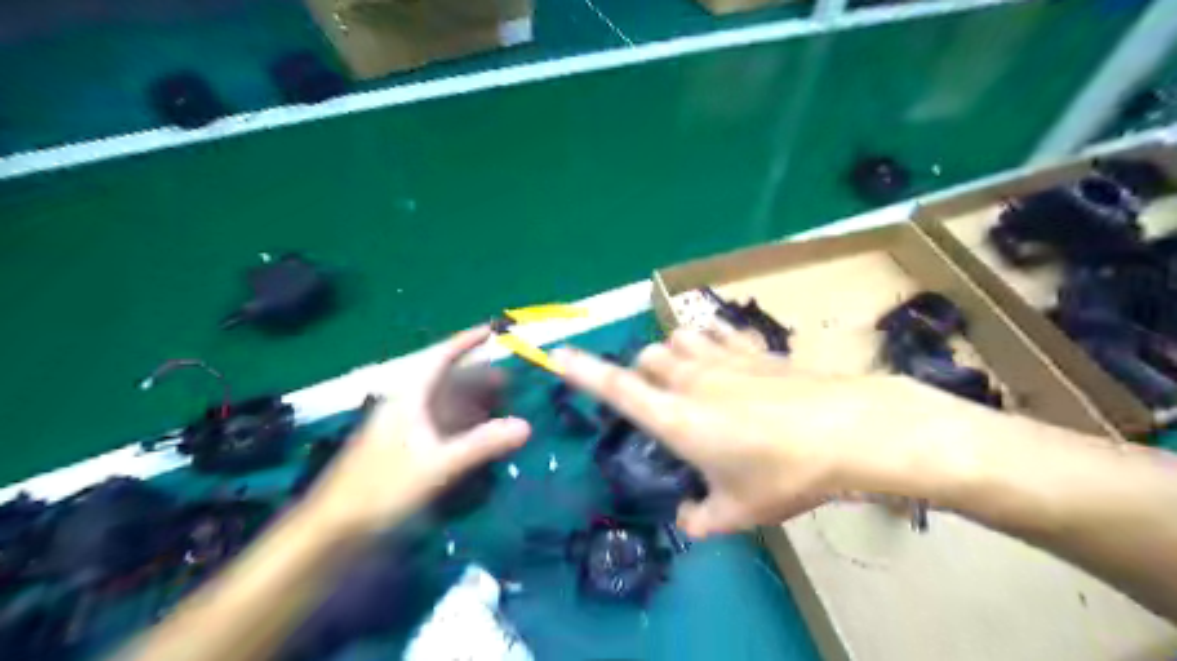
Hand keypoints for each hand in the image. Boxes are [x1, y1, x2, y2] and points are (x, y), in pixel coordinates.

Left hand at [304, 325, 532, 537]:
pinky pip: (440, 425)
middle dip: (477, 376)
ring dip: (472, 401)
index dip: (465, 342)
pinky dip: (462, 424)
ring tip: (500, 403)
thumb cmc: (383, 488)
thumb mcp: (438, 465)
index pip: (440, 358)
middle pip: (445, 380)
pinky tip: (476, 435)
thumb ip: (482, 444)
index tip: (491, 330)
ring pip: (443, 404)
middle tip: (509, 380)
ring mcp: (404, 428)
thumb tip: (526, 426)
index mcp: (409, 398)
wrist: (336, 528)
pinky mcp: (404, 450)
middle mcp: (406, 406)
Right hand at [552, 325, 954, 536]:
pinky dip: (710, 339)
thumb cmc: (784, 474)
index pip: (616, 388)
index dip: (582, 372)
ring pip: (678, 339)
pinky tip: (720, 352)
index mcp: (676, 418)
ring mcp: (723, 358)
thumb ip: (703, 518)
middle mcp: (691, 379)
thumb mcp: (739, 511)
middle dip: (641, 373)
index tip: (556, 354)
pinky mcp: (754, 349)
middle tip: (657, 399)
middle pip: (647, 358)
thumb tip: (689, 519)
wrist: (847, 432)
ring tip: (686, 375)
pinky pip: (719, 332)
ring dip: (672, 354)